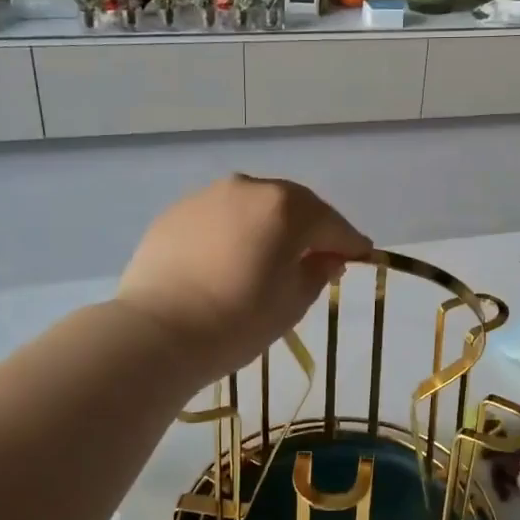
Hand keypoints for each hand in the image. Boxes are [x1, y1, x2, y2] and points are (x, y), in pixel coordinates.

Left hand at [116, 175, 370, 384]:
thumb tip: (326, 259)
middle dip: (310, 229)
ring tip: (271, 258)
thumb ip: (317, 272)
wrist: (156, 332)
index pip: (331, 224)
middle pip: (292, 206)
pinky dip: (234, 232)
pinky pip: (220, 218)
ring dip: (269, 227)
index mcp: (286, 207)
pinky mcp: (176, 213)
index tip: (363, 255)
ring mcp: (208, 196)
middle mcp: (249, 188)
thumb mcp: (293, 303)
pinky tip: (229, 260)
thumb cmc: (238, 320)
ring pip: (253, 208)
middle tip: (319, 257)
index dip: (350, 242)